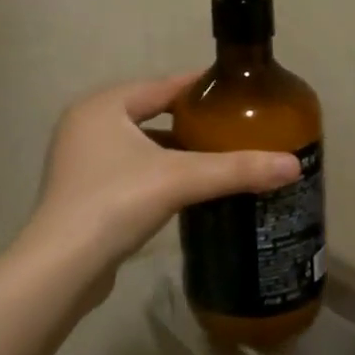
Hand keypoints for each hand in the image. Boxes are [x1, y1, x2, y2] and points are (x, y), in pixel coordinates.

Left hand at [28, 73, 300, 274]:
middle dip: (188, 121)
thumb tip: (293, 166)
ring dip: (172, 150)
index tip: (235, 92)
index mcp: (102, 106)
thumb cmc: (116, 203)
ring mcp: (79, 160)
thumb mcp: (181, 179)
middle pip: (149, 114)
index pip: (161, 86)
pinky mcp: (80, 193)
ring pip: (138, 145)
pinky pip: (128, 170)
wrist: (62, 268)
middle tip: (231, 126)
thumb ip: (236, 169)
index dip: (199, 87)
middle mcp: (86, 125)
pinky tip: (183, 188)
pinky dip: (155, 173)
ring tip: (214, 156)